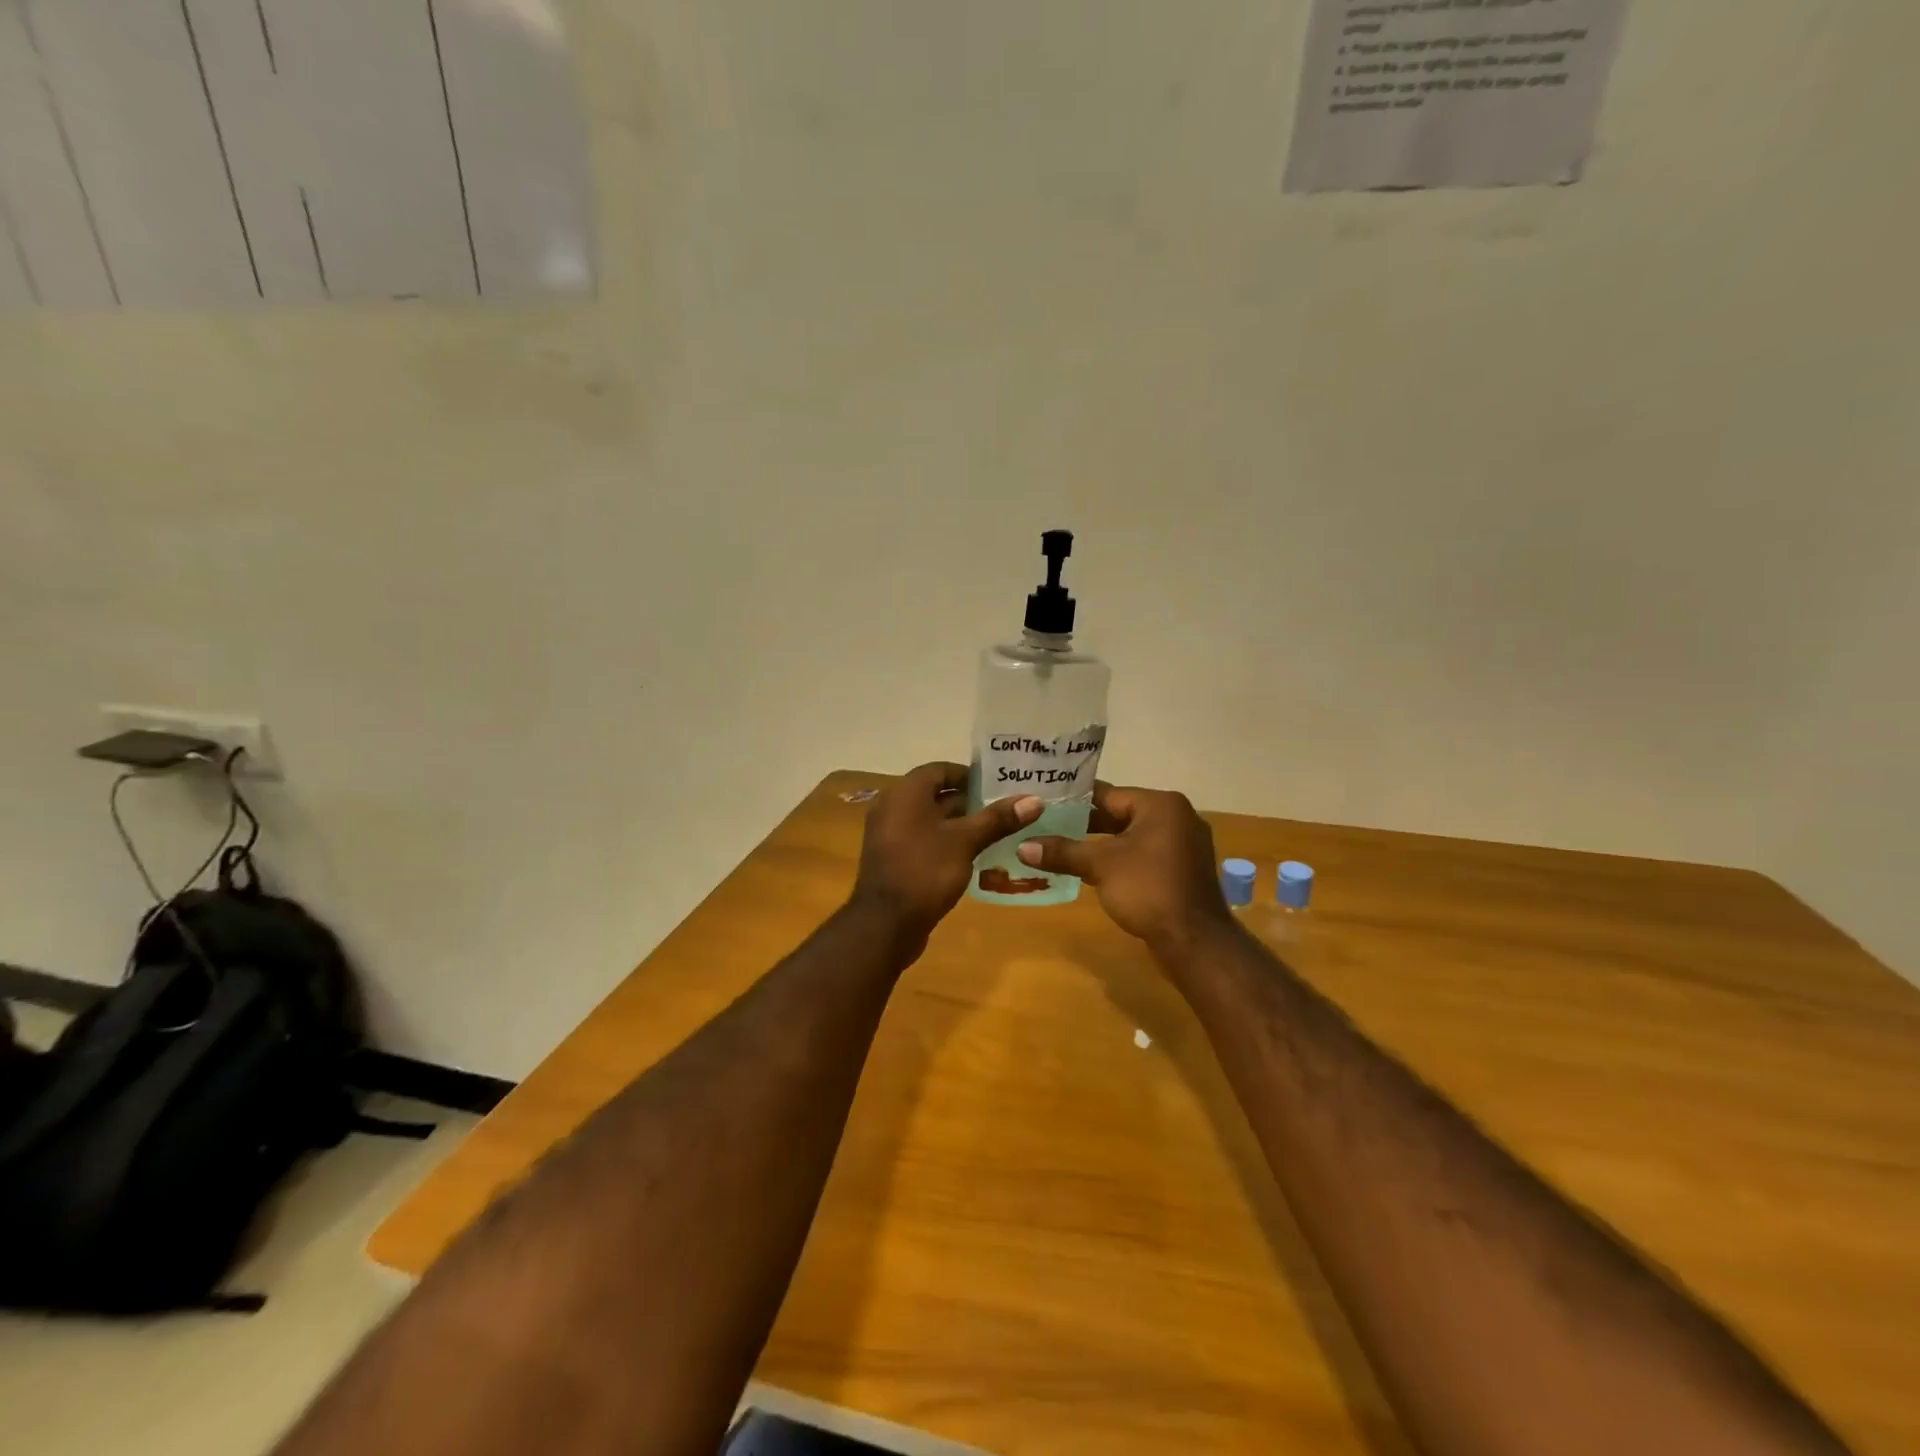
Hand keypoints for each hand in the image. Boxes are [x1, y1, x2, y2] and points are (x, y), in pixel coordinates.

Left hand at [852, 763, 1041, 950]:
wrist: (885, 924)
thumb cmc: (925, 871)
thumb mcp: (965, 842)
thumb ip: (997, 819)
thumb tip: (1034, 800)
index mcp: (905, 793)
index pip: (940, 769)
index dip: (969, 775)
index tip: (998, 785)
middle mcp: (892, 807)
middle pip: (935, 794)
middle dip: (969, 801)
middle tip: (1004, 809)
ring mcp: (889, 834)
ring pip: (930, 819)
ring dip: (959, 823)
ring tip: (996, 831)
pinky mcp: (893, 858)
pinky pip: (922, 839)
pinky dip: (945, 841)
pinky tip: (972, 854)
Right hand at [1016, 785, 1234, 954]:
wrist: (1194, 941)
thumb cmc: (1148, 889)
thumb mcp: (1100, 865)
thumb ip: (1062, 851)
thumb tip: (1022, 846)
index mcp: (1161, 804)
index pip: (1108, 793)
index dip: (1074, 801)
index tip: (1044, 804)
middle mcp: (1177, 817)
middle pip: (1121, 813)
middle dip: (1085, 823)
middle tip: (1046, 827)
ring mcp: (1184, 845)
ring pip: (1132, 836)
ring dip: (1102, 844)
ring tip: (1062, 848)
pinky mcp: (1183, 869)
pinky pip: (1145, 855)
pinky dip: (1121, 859)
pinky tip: (1094, 870)